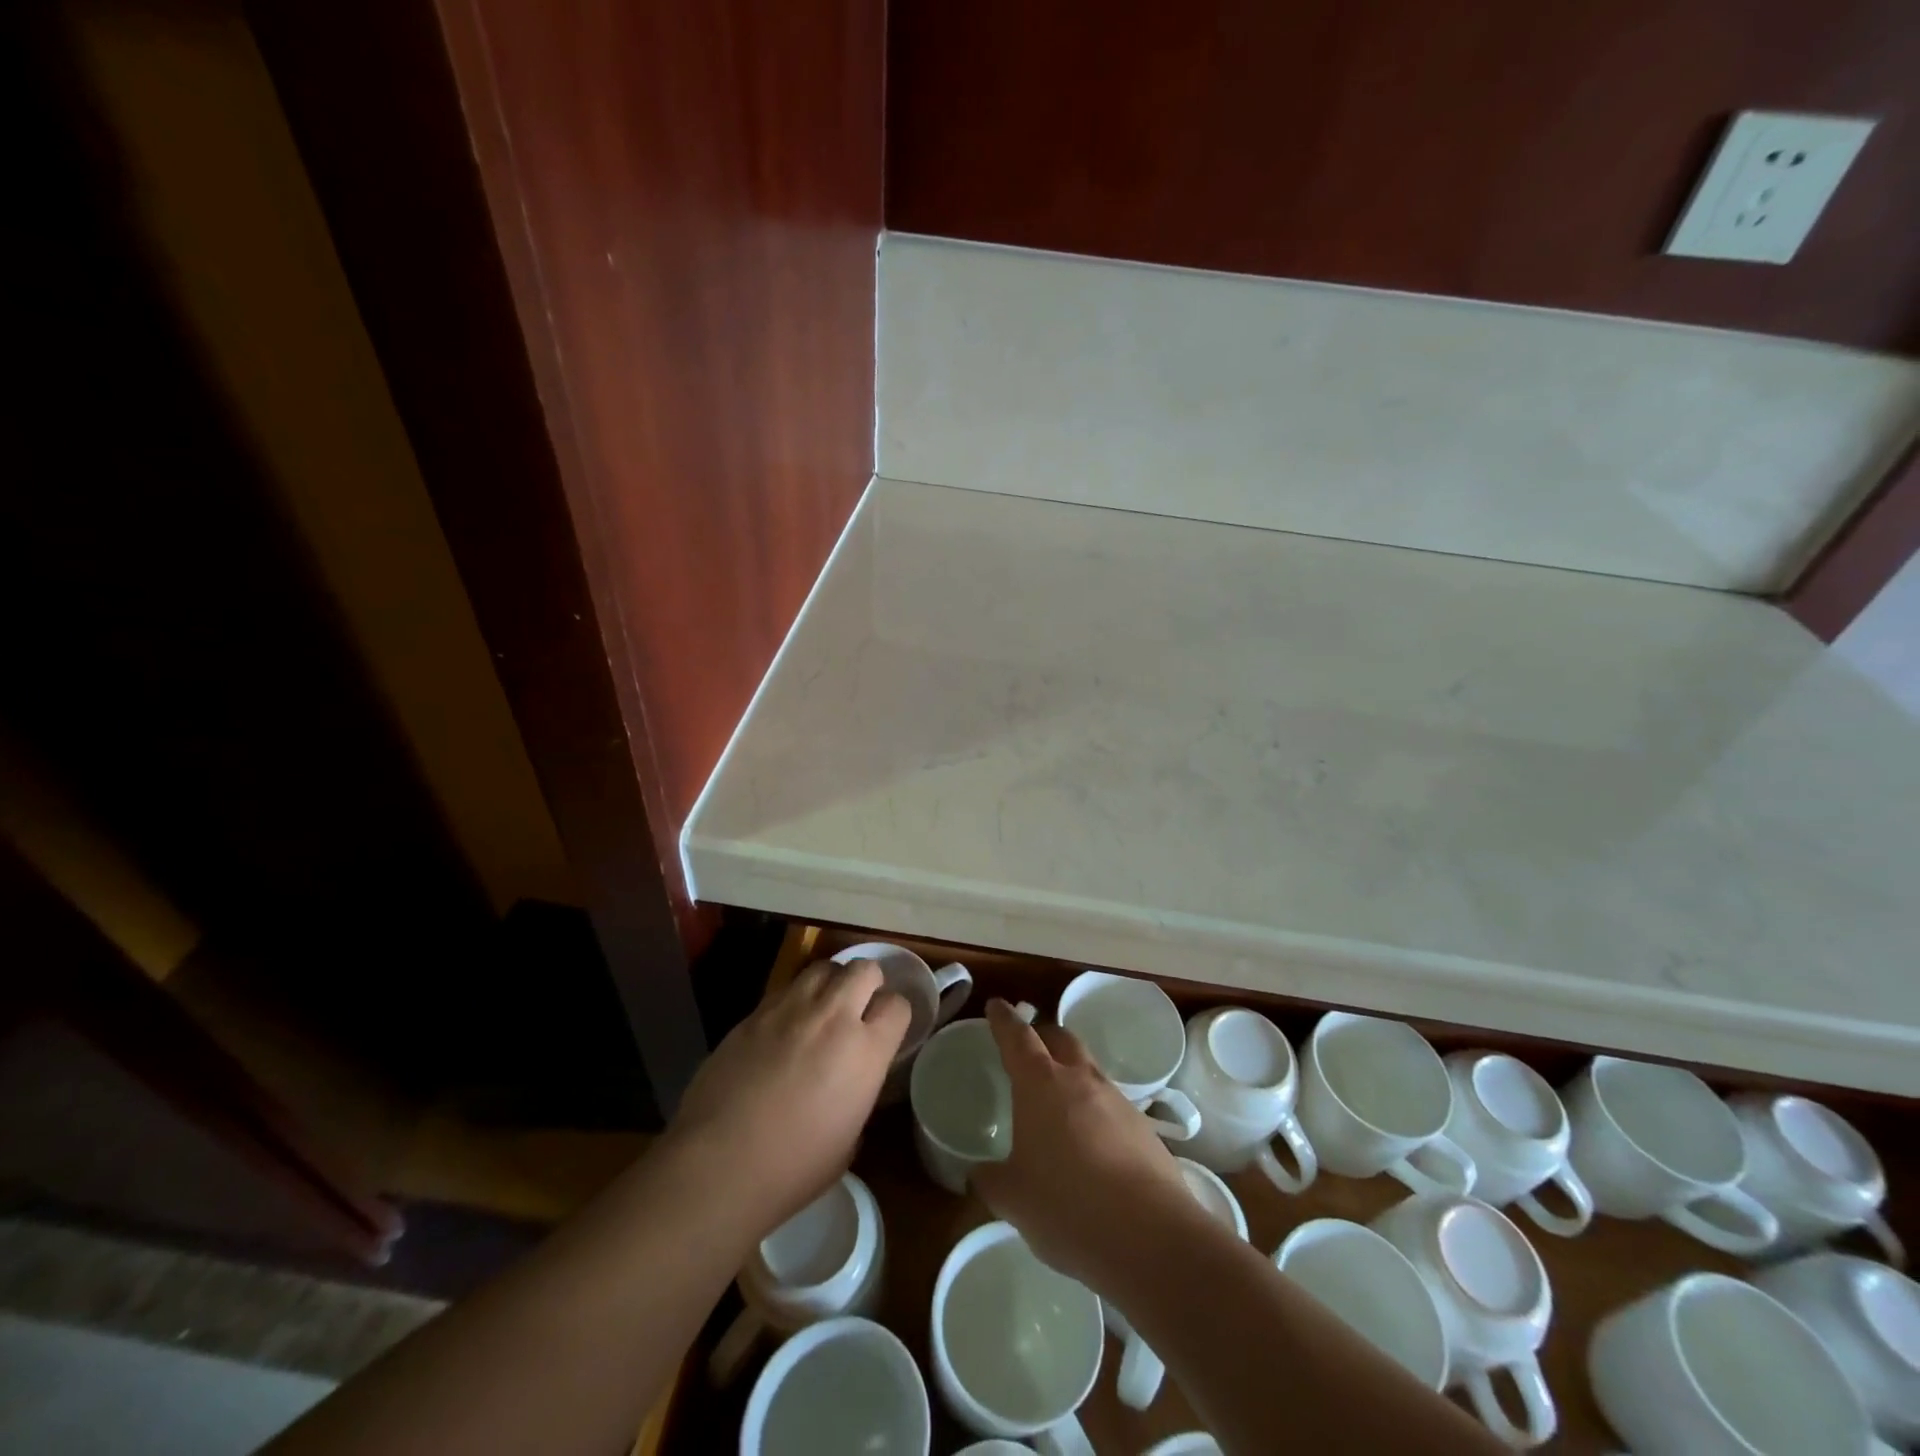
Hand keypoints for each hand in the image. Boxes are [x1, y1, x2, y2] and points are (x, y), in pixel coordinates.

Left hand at [665, 959, 910, 1233]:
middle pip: (864, 969)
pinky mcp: (754, 1012)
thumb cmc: (793, 1169)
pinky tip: (786, 1025)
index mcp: (865, 1050)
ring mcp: (790, 1009)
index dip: (895, 1014)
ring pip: (824, 967)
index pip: (897, 1004)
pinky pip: (786, 988)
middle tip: (859, 1007)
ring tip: (824, 1007)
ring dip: (831, 982)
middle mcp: (833, 1016)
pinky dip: (795, 999)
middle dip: (868, 983)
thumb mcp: (849, 1139)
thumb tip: (853, 1082)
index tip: (887, 1029)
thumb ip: (860, 1094)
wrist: (718, 1164)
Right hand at [971, 997, 1197, 1290]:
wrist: (1150, 1236)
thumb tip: (980, 1173)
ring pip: (1089, 1071)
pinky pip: (1111, 1107)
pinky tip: (1091, 1148)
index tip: (997, 1005)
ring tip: (1058, 1108)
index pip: (1018, 1037)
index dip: (1004, 1020)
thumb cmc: (1067, 1206)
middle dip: (1044, 1037)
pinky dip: (1096, 1114)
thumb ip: (991, 1180)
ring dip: (1073, 1077)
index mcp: (1040, 1083)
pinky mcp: (1144, 1129)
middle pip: (1062, 1039)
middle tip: (1030, 1050)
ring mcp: (1117, 1101)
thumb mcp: (1014, 1199)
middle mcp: (1080, 1079)